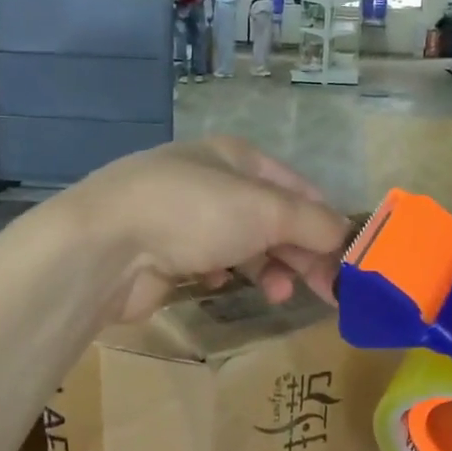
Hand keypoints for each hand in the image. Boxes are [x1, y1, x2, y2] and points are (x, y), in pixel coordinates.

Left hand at [63, 138, 349, 323]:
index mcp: (235, 156)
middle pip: (271, 217)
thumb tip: (345, 237)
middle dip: (300, 251)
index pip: (296, 186)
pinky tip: (220, 284)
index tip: (347, 259)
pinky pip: (209, 262)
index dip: (325, 220)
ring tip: (278, 294)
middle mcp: (210, 180)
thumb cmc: (194, 213)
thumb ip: (313, 223)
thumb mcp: (266, 210)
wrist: (105, 246)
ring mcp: (183, 216)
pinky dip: (224, 273)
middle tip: (327, 291)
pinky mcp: (163, 252)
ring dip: (267, 267)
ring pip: (242, 242)